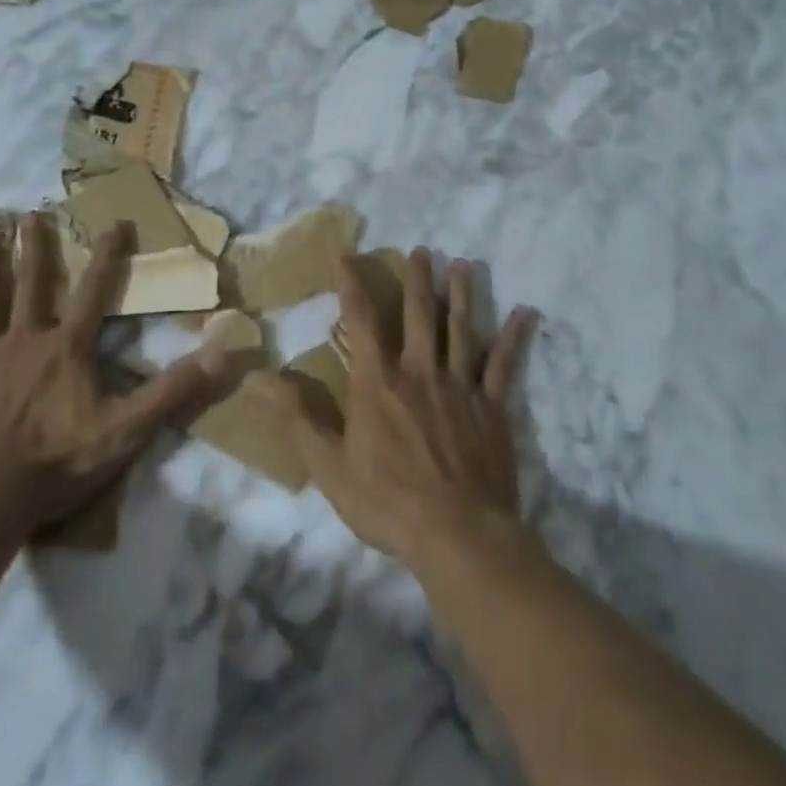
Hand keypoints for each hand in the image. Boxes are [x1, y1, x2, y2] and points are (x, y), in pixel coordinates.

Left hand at [0, 214, 226, 534]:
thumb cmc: (58, 462)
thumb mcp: (127, 429)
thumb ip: (173, 390)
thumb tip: (222, 354)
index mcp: (68, 347)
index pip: (94, 291)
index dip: (107, 256)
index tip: (115, 222)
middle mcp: (26, 338)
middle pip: (32, 283)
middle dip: (35, 247)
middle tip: (31, 213)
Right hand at [274, 247, 533, 568]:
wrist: (457, 535)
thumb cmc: (386, 501)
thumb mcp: (328, 465)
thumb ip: (297, 417)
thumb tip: (259, 377)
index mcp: (378, 383)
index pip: (361, 322)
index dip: (352, 286)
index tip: (348, 257)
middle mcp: (419, 372)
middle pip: (418, 315)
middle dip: (417, 279)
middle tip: (422, 250)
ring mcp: (460, 386)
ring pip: (461, 329)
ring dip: (461, 295)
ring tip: (463, 264)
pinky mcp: (492, 407)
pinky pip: (504, 365)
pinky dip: (514, 337)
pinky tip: (526, 313)